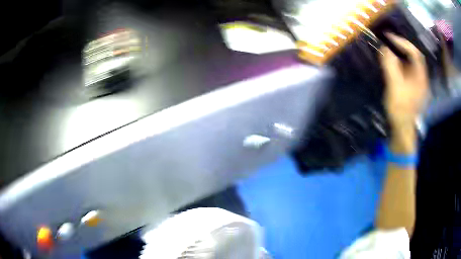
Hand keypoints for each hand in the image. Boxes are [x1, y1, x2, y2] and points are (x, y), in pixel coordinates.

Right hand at [379, 34, 428, 152]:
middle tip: (388, 41)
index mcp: (420, 77)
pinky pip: (409, 70)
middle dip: (402, 46)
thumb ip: (390, 66)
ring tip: (389, 50)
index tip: (388, 37)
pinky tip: (393, 64)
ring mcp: (419, 84)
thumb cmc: (400, 109)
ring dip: (401, 54)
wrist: (402, 129)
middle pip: (414, 56)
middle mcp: (422, 78)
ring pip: (412, 63)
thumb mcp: (394, 86)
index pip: (414, 52)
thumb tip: (384, 48)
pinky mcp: (414, 88)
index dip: (402, 41)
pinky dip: (401, 64)